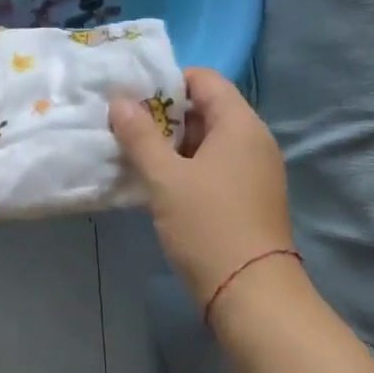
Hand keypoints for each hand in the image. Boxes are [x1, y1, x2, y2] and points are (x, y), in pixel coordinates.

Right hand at [110, 68, 296, 307]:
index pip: (205, 79)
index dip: (168, 81)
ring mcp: (254, 170)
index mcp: (240, 125)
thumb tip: (119, 100)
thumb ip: (139, 135)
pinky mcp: (248, 196)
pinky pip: (214, 165)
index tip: (133, 99)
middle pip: (206, 108)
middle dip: (165, 114)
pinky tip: (158, 182)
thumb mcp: (165, 178)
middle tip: (126, 127)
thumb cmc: (207, 225)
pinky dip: (187, 165)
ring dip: (172, 143)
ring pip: (208, 140)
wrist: (250, 293)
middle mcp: (253, 140)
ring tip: (135, 154)